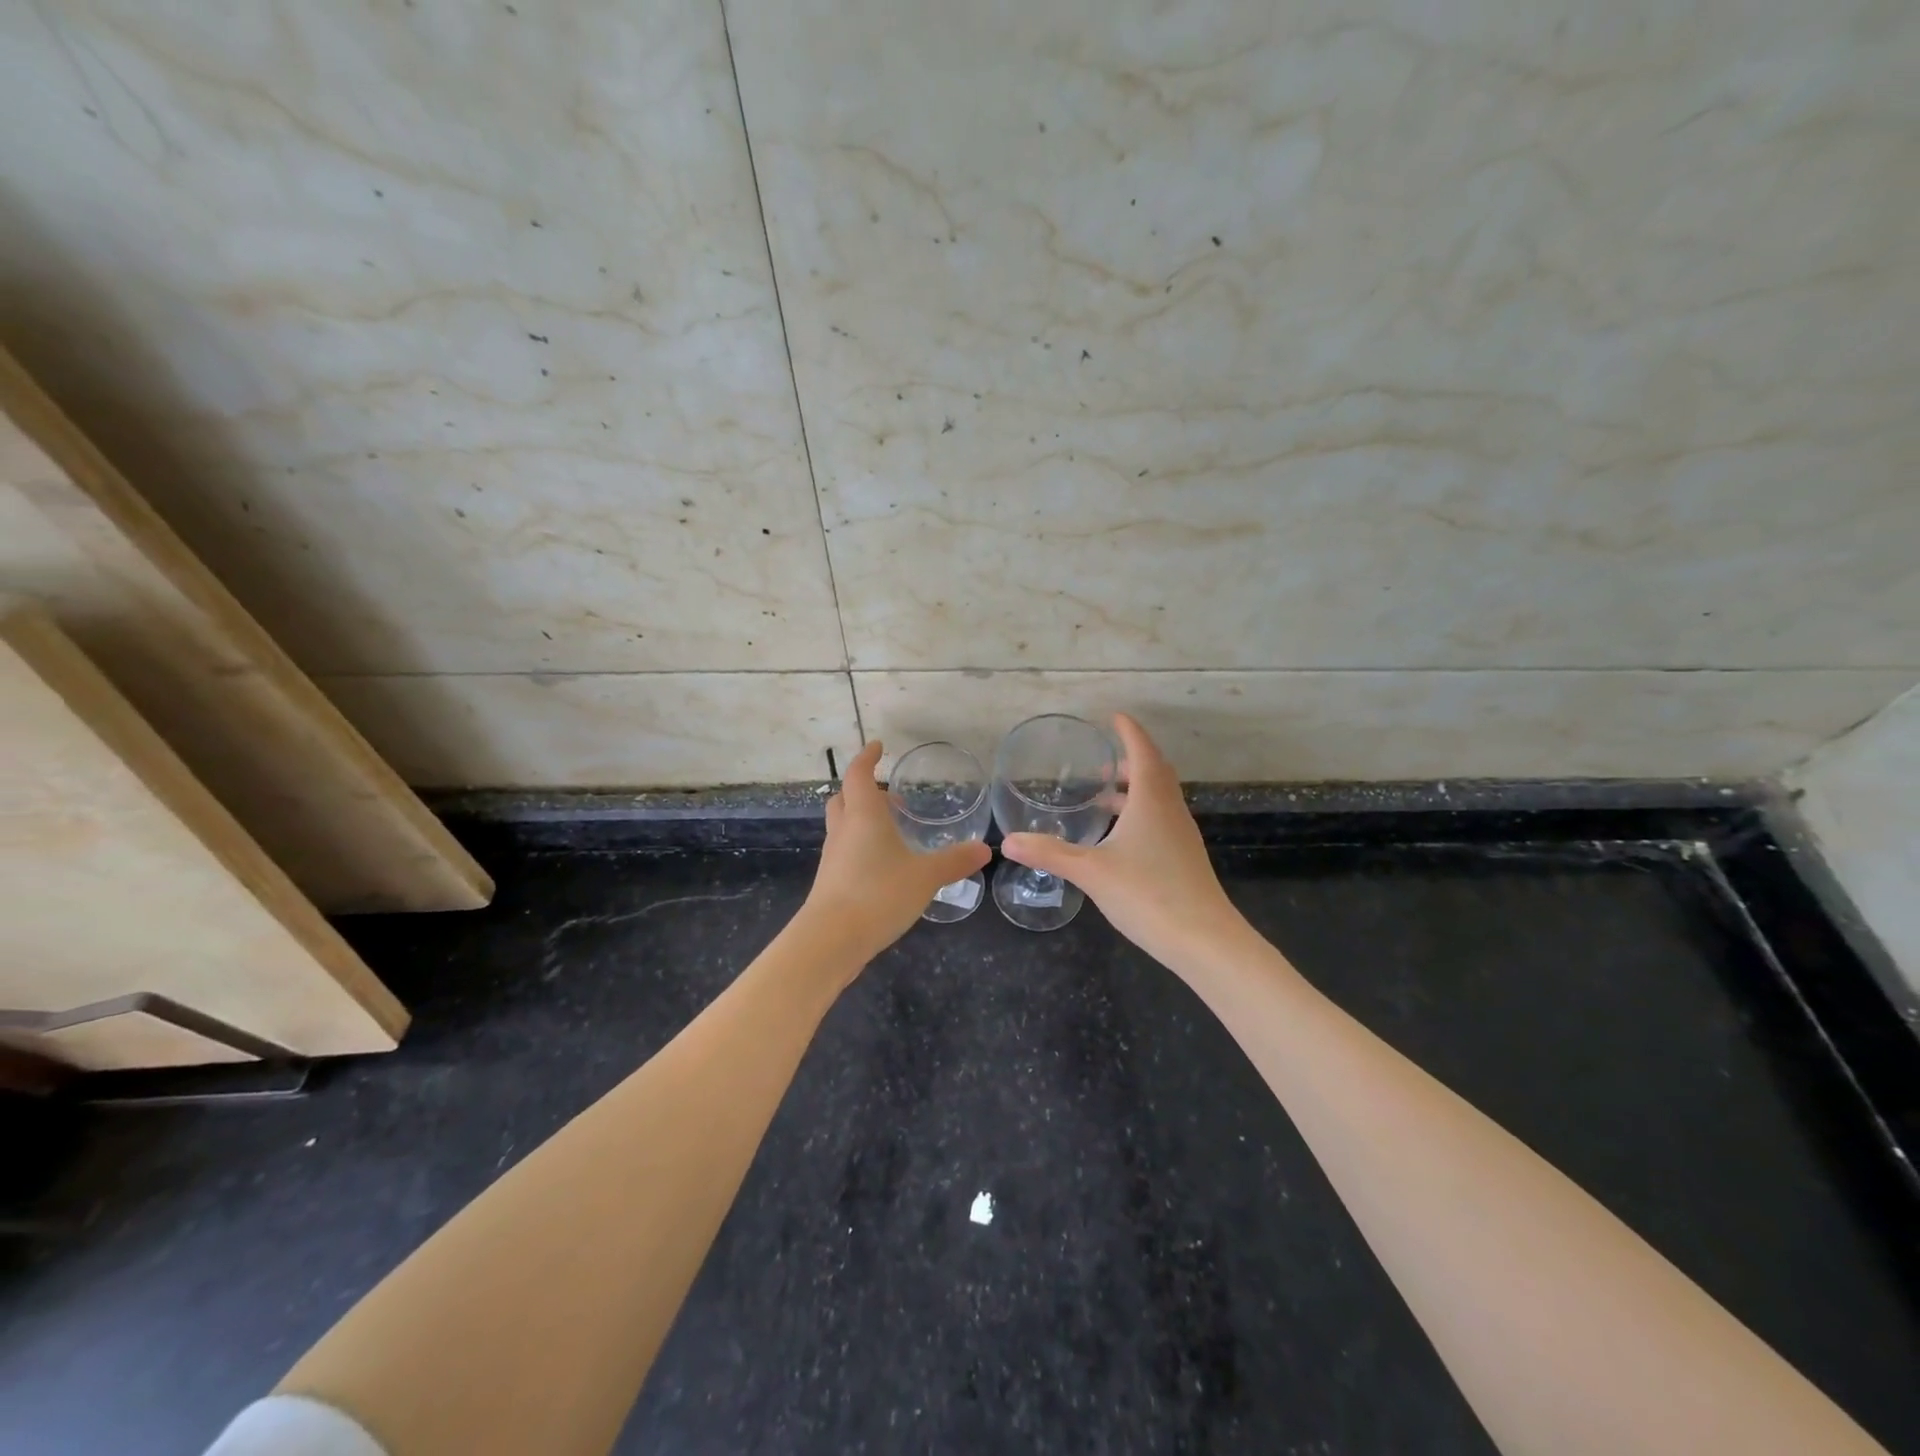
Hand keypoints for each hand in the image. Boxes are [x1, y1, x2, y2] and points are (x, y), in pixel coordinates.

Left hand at [804, 740, 991, 967]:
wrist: (831, 940)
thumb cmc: (878, 894)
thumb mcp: (925, 877)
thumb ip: (954, 861)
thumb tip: (984, 850)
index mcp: (863, 816)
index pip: (859, 775)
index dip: (867, 757)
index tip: (879, 747)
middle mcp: (843, 830)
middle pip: (844, 798)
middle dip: (863, 790)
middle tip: (889, 795)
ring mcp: (832, 857)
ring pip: (843, 826)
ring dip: (861, 819)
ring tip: (891, 831)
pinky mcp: (829, 882)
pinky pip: (844, 851)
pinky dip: (860, 846)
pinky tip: (882, 866)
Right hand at [1001, 714, 1246, 972]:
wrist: (1205, 941)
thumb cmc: (1148, 894)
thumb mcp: (1091, 871)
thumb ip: (1049, 854)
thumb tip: (1008, 841)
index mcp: (1151, 801)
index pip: (1142, 752)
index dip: (1129, 731)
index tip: (1114, 716)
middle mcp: (1171, 810)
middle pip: (1155, 772)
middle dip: (1131, 759)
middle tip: (1103, 760)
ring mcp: (1182, 836)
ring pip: (1159, 798)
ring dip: (1135, 789)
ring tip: (1104, 797)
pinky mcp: (1185, 859)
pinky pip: (1161, 820)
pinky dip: (1141, 814)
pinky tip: (1120, 838)